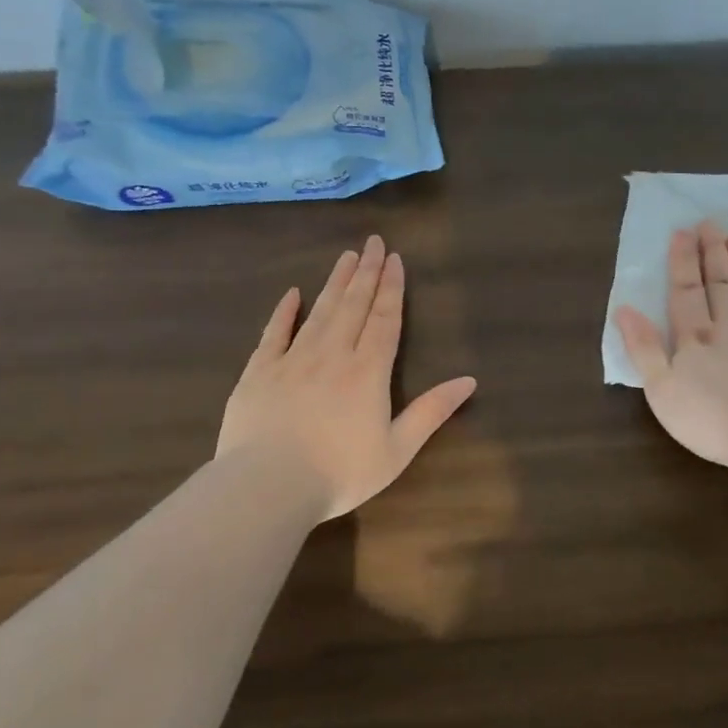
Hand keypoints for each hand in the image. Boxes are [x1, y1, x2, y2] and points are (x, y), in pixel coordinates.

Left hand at [216, 235, 477, 521]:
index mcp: (368, 371)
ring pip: (319, 312)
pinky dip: (284, 312)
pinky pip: (274, 333)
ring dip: (335, 283)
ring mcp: (292, 360)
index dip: (391, 288)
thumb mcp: (397, 449)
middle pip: (353, 305)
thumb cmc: (339, 473)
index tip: (394, 259)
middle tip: (373, 242)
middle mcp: (332, 355)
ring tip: (345, 257)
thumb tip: (469, 381)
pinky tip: (292, 293)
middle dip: (366, 272)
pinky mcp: (259, 372)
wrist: (267, 486)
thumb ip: (431, 412)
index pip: (384, 319)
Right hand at [614, 221, 727, 471]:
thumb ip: (643, 348)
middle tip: (712, 223)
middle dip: (714, 252)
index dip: (683, 261)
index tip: (683, 231)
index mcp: (695, 338)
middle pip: (721, 285)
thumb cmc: (710, 419)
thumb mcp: (661, 390)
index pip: (686, 291)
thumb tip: (624, 308)